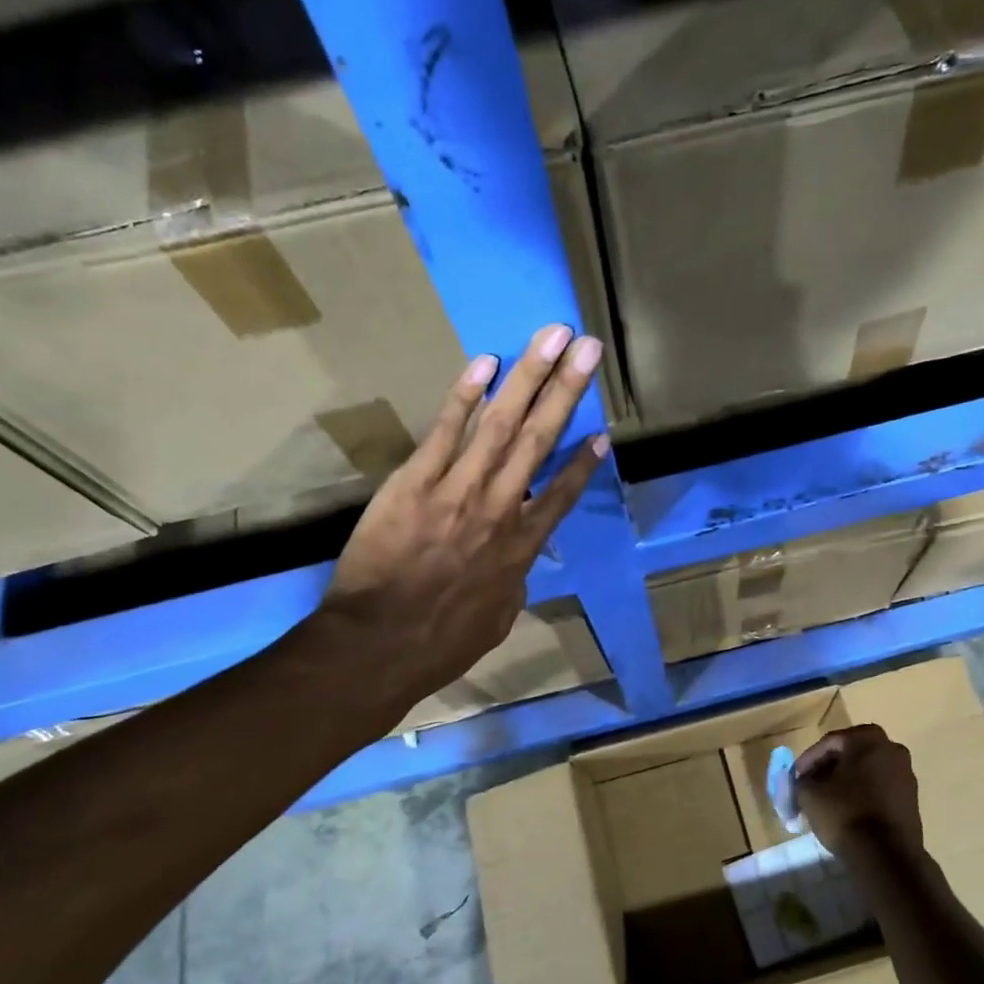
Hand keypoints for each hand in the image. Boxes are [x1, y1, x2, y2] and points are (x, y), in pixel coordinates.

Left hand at [320, 324, 606, 714]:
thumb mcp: (497, 620)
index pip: (561, 494)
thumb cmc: (441, 643)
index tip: (603, 434)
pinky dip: (466, 394)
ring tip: (553, 337)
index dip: (584, 464)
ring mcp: (458, 490)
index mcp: (522, 548)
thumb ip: (513, 584)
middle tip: (588, 347)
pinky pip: (446, 430)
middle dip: (567, 389)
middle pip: (540, 440)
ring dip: (530, 376)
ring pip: (502, 424)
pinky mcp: (415, 482)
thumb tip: (516, 565)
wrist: (379, 645)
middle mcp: (500, 508)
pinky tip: (486, 362)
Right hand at [795, 725, 922, 858]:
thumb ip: (802, 780)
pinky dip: (862, 795)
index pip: (830, 742)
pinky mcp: (911, 799)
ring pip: (866, 772)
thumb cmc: (845, 813)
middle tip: (810, 786)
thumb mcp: (809, 793)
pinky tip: (847, 812)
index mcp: (868, 738)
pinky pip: (879, 789)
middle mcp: (892, 749)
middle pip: (850, 755)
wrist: (886, 856)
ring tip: (826, 801)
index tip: (795, 777)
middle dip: (828, 770)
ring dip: (845, 782)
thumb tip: (806, 781)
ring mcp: (906, 774)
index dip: (808, 760)